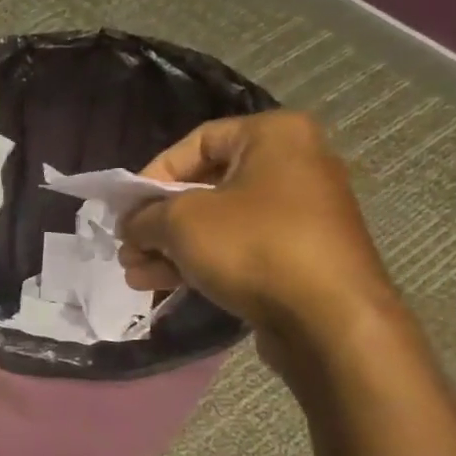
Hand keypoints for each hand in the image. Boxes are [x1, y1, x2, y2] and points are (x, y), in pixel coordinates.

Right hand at [119, 111, 398, 360]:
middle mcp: (293, 166)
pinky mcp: (298, 257)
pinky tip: (162, 285)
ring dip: (171, 248)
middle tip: (128, 248)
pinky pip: (239, 250)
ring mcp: (299, 215)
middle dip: (159, 221)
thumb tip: (132, 225)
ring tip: (135, 275)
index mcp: (274, 136)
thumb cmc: (255, 247)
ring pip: (219, 224)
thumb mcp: (183, 222)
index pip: (197, 141)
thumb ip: (147, 216)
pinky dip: (201, 263)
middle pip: (206, 186)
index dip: (153, 174)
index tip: (127, 209)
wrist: (329, 319)